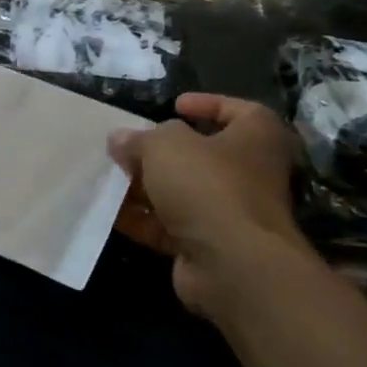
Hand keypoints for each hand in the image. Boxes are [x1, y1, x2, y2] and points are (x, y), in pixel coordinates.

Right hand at [109, 93, 312, 318]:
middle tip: (128, 147)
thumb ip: (141, 138)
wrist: (231, 263)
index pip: (238, 110)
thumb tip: (120, 138)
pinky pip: (170, 226)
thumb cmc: (207, 185)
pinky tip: (111, 213)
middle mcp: (250, 173)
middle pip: (202, 154)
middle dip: (161, 152)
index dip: (207, 104)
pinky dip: (143, 220)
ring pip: (182, 192)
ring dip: (146, 187)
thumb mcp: (166, 145)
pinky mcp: (209, 245)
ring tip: (110, 178)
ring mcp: (230, 212)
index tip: (174, 105)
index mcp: (256, 138)